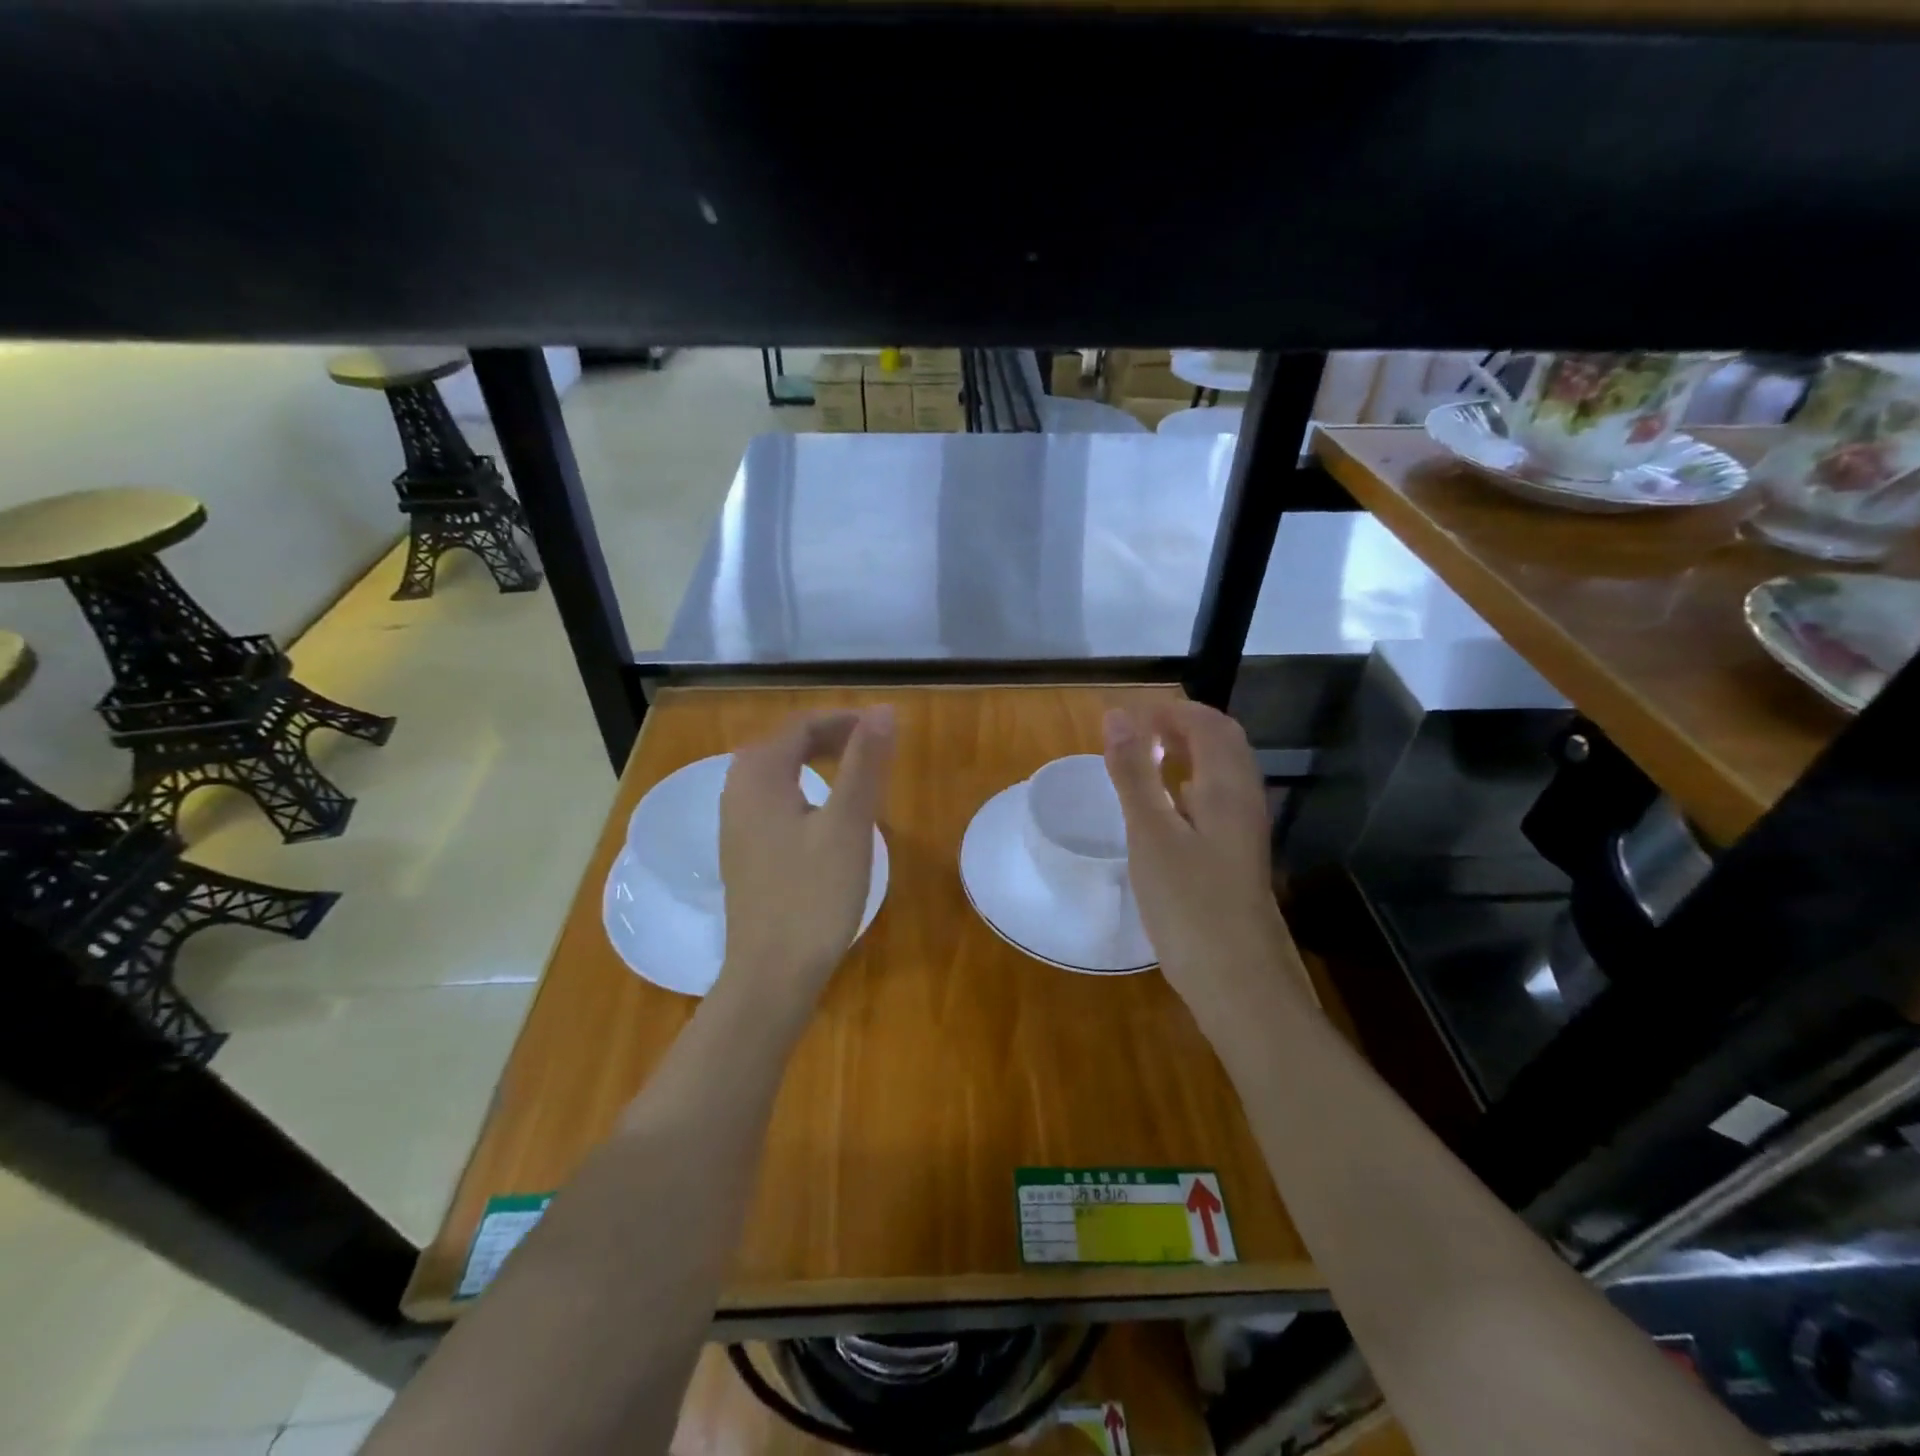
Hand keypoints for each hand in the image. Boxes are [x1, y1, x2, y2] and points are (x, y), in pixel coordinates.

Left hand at [719, 707, 895, 996]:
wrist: (771, 975)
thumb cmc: (814, 895)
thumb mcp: (849, 824)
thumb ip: (865, 763)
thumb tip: (883, 710)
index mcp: (758, 776)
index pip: (801, 725)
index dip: (844, 720)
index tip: (884, 728)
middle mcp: (737, 791)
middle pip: (784, 744)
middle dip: (830, 737)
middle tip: (873, 747)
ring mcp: (736, 825)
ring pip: (777, 773)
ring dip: (816, 762)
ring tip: (856, 773)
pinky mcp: (743, 852)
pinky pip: (773, 801)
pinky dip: (804, 790)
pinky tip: (826, 815)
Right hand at [1103, 702, 1299, 1018]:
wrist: (1239, 982)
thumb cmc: (1190, 903)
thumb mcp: (1151, 833)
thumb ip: (1134, 773)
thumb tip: (1117, 715)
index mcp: (1227, 787)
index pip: (1209, 724)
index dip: (1172, 710)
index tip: (1129, 715)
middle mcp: (1244, 802)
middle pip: (1223, 745)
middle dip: (1183, 727)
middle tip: (1138, 732)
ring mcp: (1244, 834)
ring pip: (1221, 776)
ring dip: (1188, 756)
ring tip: (1146, 761)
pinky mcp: (1236, 860)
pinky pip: (1216, 805)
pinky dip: (1189, 789)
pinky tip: (1167, 811)